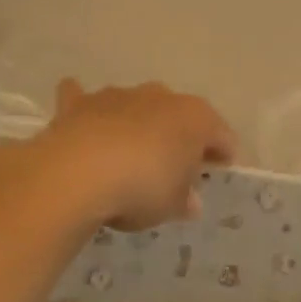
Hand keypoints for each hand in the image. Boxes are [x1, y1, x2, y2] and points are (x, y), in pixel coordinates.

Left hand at [23, 79, 237, 229]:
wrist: (76, 174)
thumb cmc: (141, 188)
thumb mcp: (172, 206)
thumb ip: (183, 200)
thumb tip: (189, 201)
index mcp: (195, 118)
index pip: (221, 134)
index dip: (223, 153)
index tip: (220, 170)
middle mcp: (160, 97)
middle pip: (179, 115)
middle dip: (180, 136)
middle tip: (176, 164)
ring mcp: (118, 95)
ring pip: (137, 105)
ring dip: (139, 124)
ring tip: (132, 154)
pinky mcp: (79, 104)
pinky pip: (85, 98)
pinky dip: (88, 109)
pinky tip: (84, 121)